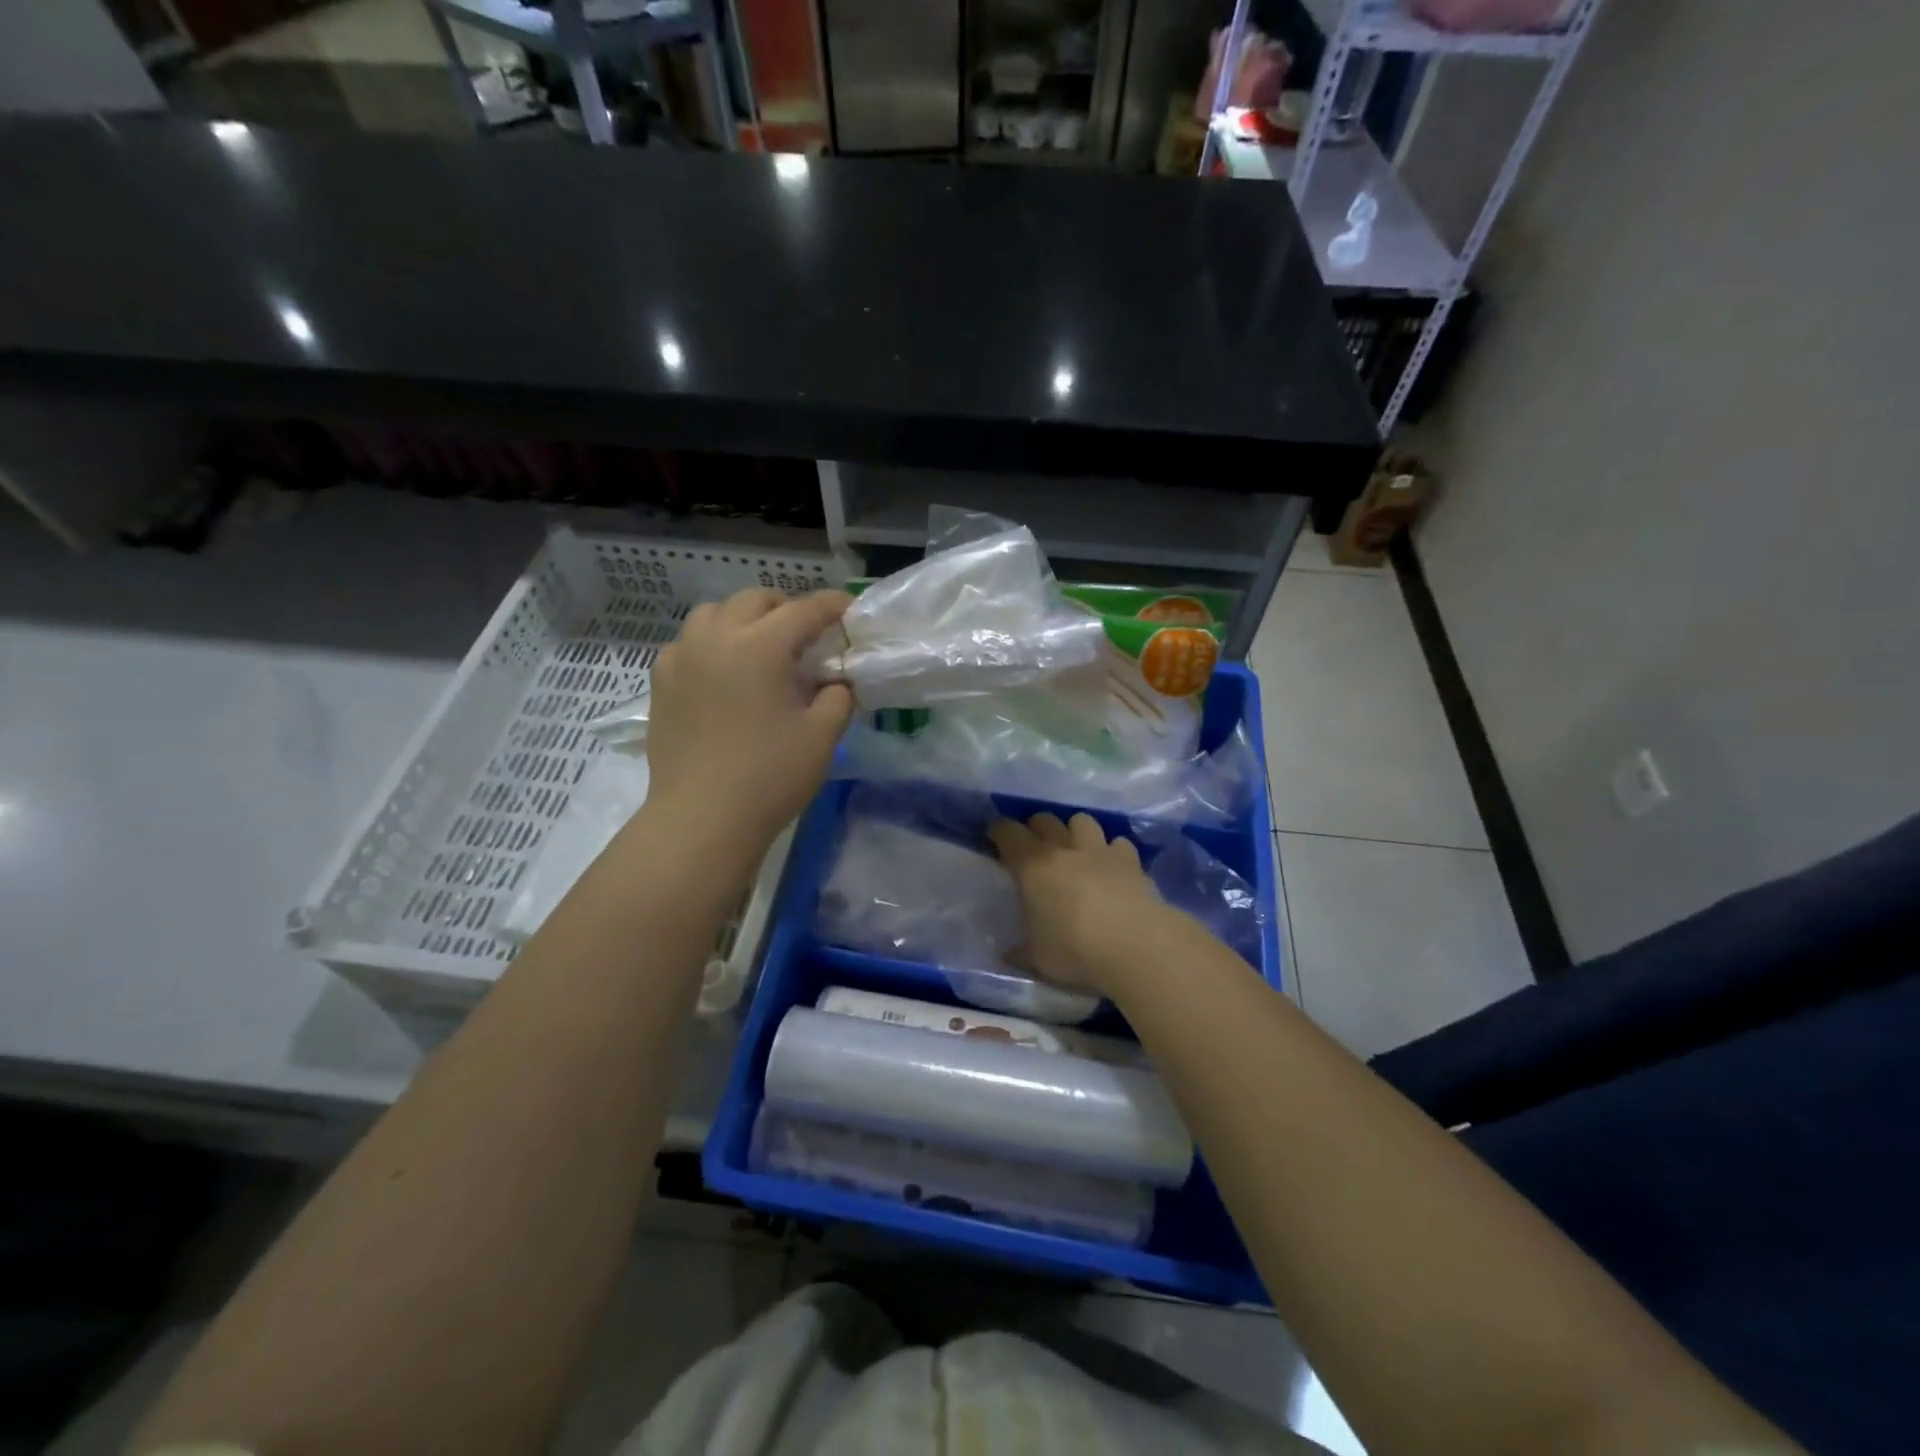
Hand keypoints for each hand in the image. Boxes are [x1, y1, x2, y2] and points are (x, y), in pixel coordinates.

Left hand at [644, 588, 854, 851]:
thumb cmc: (769, 776)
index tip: (849, 609)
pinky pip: (689, 643)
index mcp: (760, 645)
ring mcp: (682, 657)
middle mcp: (716, 637)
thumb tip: (836, 681)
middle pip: (755, 600)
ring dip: (744, 619)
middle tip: (807, 635)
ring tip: (761, 647)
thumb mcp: (822, 736)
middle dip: (786, 608)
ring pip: (714, 614)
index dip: (832, 605)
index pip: (804, 610)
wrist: (702, 818)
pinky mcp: (661, 682)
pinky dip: (712, 644)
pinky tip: (723, 673)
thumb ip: (838, 697)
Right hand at [988, 812, 1171, 997]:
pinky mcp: (1132, 862)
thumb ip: (1020, 951)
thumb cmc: (1075, 950)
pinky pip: (1118, 843)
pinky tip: (1112, 868)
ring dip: (1075, 831)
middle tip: (1034, 846)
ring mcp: (1101, 851)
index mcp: (1033, 867)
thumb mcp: (1037, 958)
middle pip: (1045, 820)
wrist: (1136, 946)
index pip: (1009, 833)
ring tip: (1076, 850)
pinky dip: (1112, 851)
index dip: (1000, 831)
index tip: (996, 837)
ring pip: (1082, 821)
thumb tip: (1007, 953)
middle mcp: (1065, 849)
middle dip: (1036, 827)